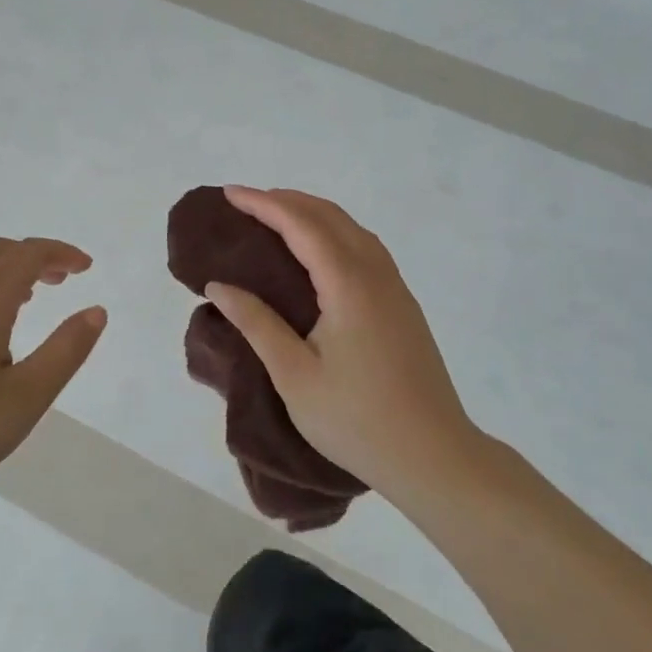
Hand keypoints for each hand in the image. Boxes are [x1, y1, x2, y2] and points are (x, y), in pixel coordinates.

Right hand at [203, 187, 482, 502]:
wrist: (434, 456)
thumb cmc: (357, 420)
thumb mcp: (295, 375)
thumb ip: (257, 323)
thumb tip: (218, 285)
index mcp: (349, 285)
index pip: (301, 225)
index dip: (263, 204)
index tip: (229, 194)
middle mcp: (376, 274)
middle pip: (330, 217)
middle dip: (287, 201)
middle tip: (246, 204)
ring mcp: (395, 288)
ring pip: (352, 229)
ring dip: (313, 214)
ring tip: (276, 220)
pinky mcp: (402, 306)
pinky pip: (365, 248)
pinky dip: (334, 234)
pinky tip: (318, 254)